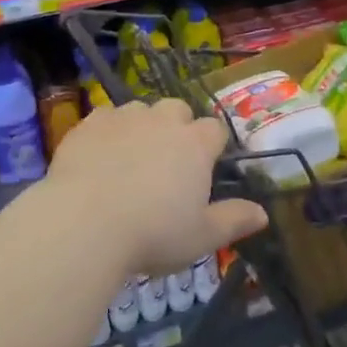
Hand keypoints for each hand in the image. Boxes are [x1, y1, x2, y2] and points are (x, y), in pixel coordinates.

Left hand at [44, 99, 267, 276]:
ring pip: (141, 109)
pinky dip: (108, 130)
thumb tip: (262, 213)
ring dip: (142, 126)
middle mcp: (163, 121)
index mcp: (195, 144)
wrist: (84, 223)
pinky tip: (100, 156)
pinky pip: (105, 116)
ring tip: (131, 158)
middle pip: (178, 109)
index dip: (211, 146)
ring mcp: (125, 117)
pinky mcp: (90, 123)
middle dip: (177, 127)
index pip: (215, 129)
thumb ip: (234, 220)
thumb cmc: (152, 233)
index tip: (204, 168)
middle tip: (167, 162)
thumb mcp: (201, 237)